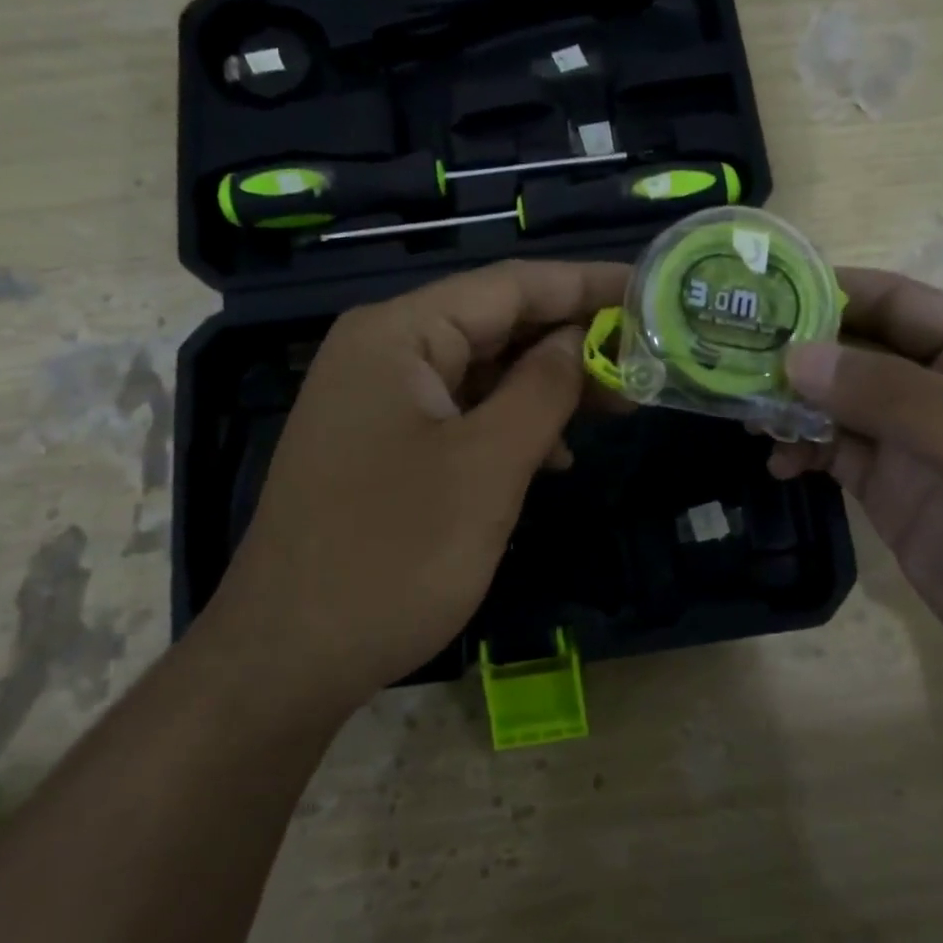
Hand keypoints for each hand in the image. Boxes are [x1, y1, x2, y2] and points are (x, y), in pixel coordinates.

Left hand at [208, 260, 628, 715]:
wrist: (289, 658)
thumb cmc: (394, 556)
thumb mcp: (487, 466)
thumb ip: (543, 388)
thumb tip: (581, 339)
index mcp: (399, 334)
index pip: (511, 285)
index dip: (587, 284)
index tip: (653, 292)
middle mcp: (383, 351)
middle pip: (495, 325)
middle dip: (571, 342)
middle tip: (644, 362)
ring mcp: (377, 401)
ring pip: (481, 373)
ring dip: (545, 389)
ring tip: (614, 409)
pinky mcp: (382, 446)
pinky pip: (460, 415)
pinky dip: (510, 426)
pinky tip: (551, 457)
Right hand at [774, 268, 942, 719]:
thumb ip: (897, 401)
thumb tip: (796, 356)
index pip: (899, 304)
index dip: (830, 291)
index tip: (757, 293)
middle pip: (858, 353)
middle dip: (798, 350)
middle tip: (727, 356)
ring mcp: (921, 451)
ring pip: (839, 406)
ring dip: (792, 404)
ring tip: (743, 412)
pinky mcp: (898, 500)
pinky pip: (837, 458)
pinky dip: (801, 452)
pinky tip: (775, 463)